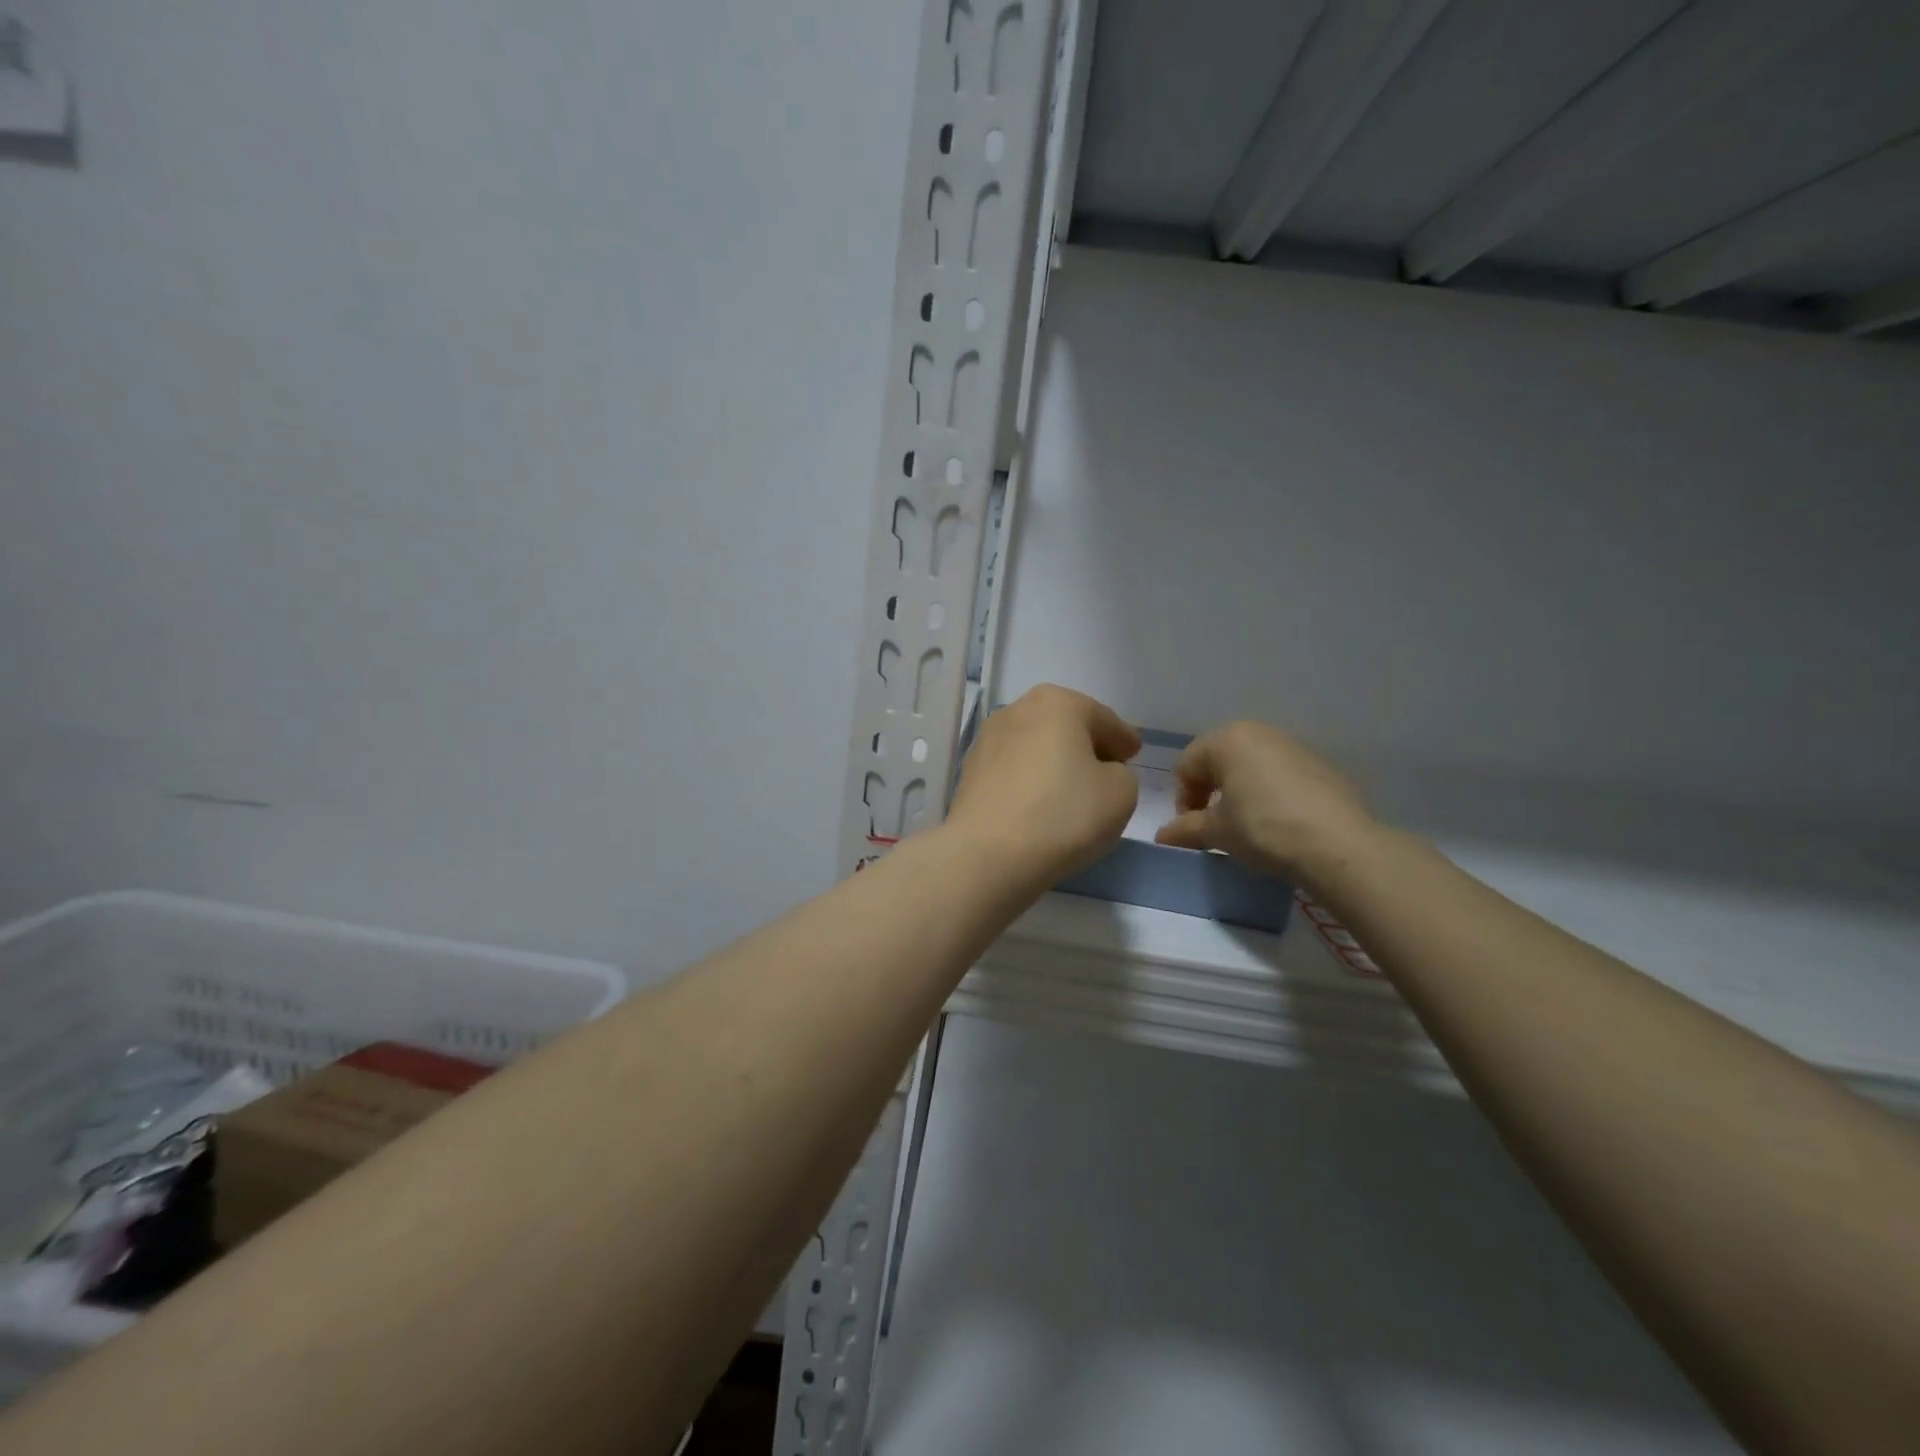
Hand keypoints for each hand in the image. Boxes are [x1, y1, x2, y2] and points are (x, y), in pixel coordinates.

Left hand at [945, 684, 1140, 886]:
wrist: (988, 854)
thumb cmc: (1063, 815)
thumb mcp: (1121, 794)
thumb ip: (1121, 774)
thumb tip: (1100, 773)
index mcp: (1058, 703)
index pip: (1103, 719)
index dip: (1122, 738)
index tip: (1133, 754)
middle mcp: (1018, 710)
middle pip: (1065, 725)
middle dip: (1086, 744)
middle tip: (1107, 769)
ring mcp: (987, 739)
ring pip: (1035, 745)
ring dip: (1054, 761)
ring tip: (1072, 789)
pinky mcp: (969, 771)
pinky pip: (1013, 769)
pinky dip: (1030, 779)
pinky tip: (1039, 803)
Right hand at [1153, 722, 1373, 881]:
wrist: (1337, 844)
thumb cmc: (1262, 828)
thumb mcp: (1216, 832)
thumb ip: (1185, 829)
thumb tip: (1162, 836)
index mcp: (1227, 739)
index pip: (1187, 765)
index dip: (1183, 798)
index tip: (1191, 828)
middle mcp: (1260, 733)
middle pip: (1219, 761)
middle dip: (1211, 792)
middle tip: (1215, 826)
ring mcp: (1294, 747)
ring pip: (1252, 767)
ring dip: (1240, 793)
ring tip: (1247, 826)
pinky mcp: (1322, 767)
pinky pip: (1281, 777)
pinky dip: (1271, 795)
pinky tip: (1280, 825)